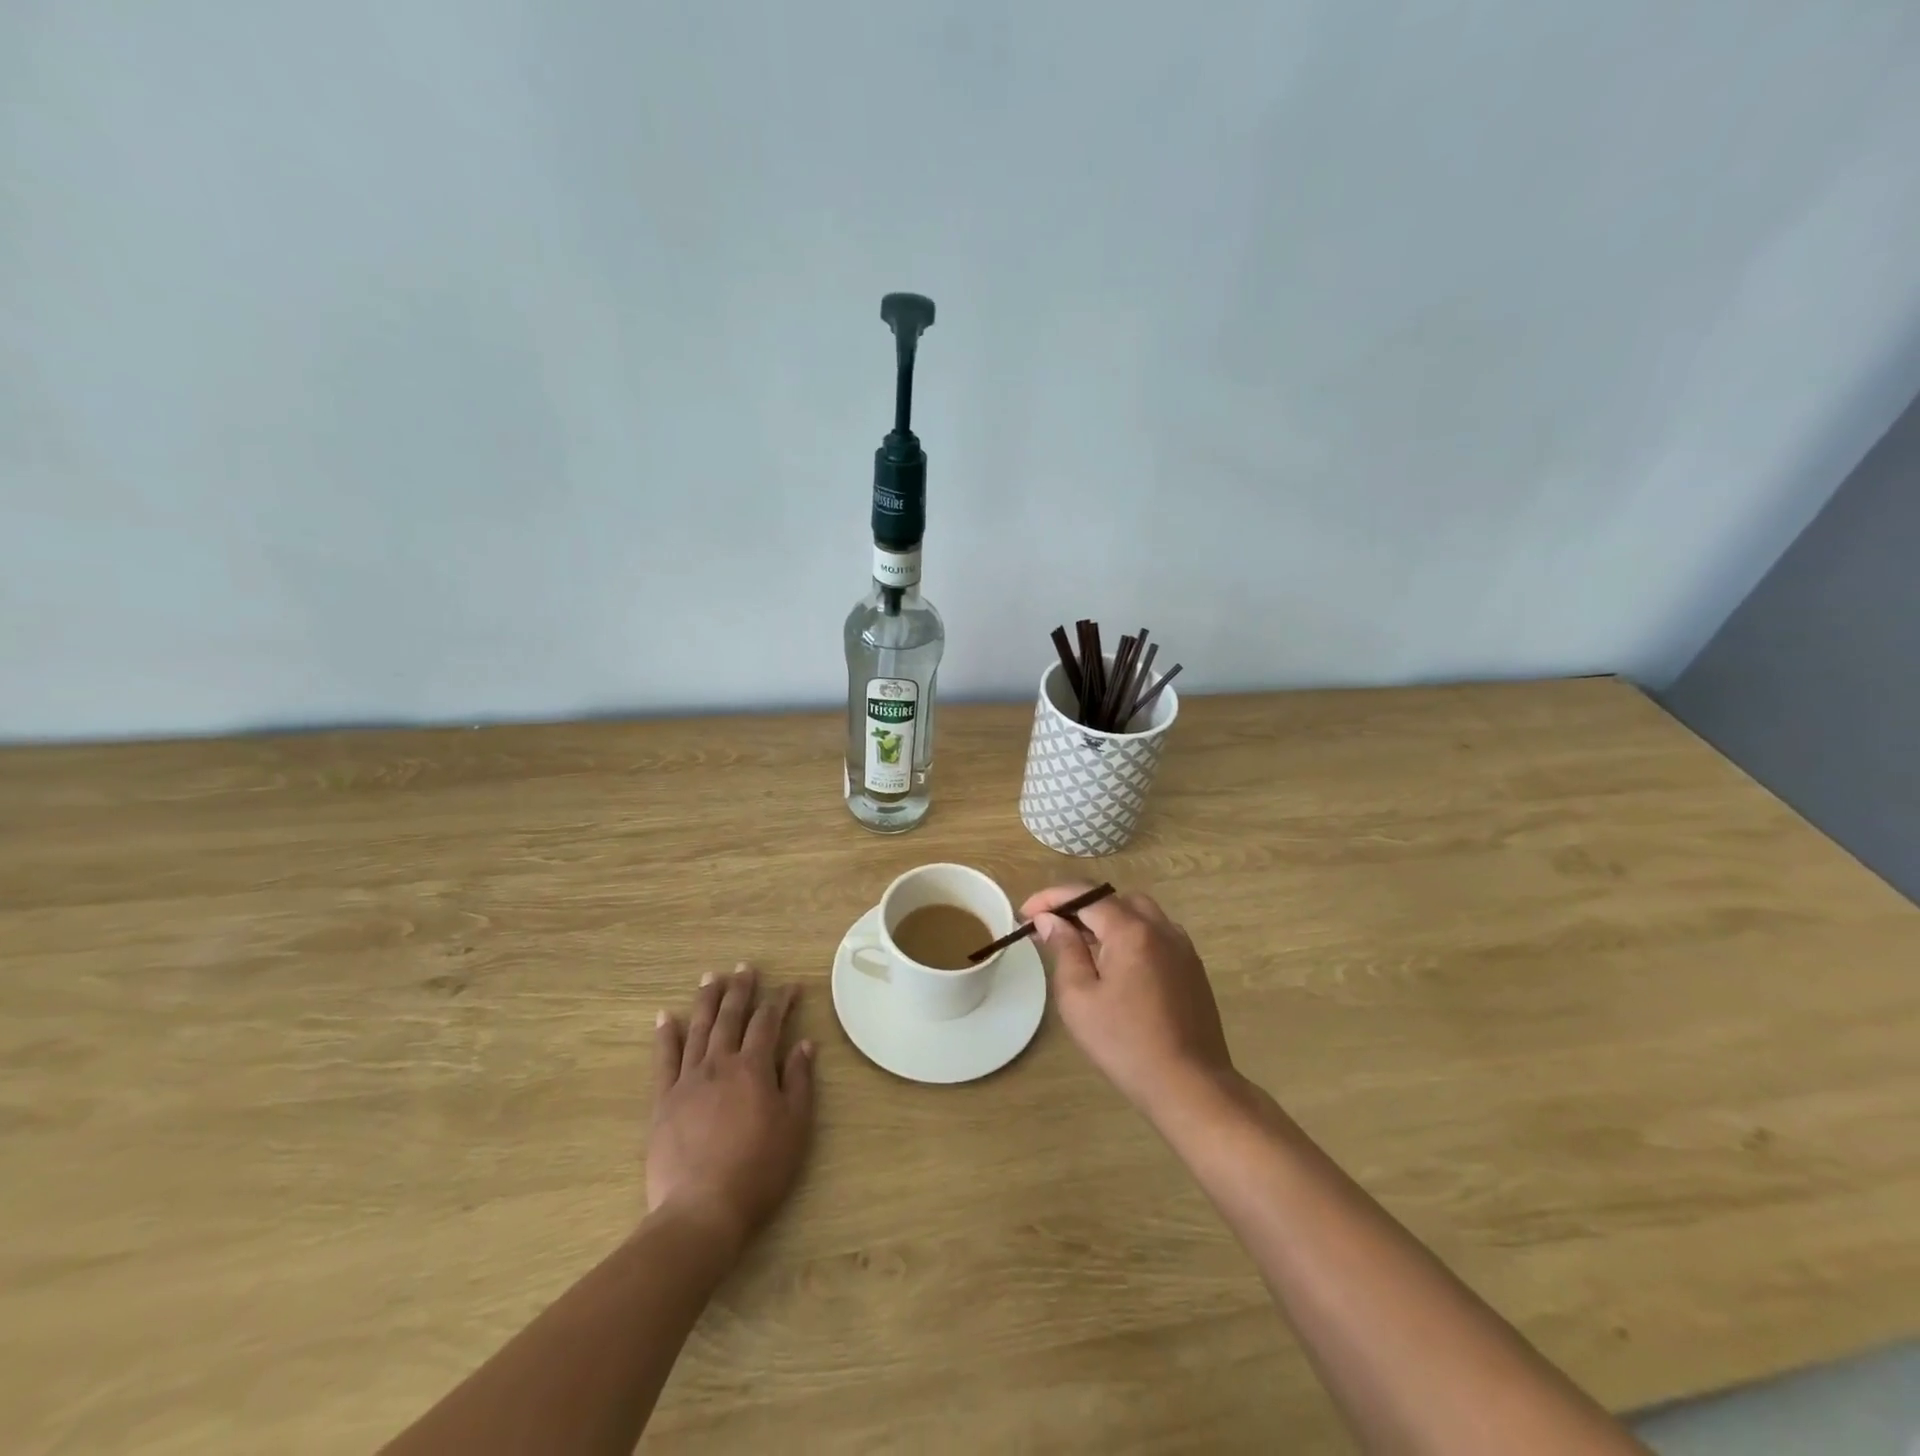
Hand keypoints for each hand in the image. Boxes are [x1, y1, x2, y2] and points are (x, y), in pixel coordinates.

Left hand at [648, 965, 813, 1252]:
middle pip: (731, 1016)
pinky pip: (664, 1059)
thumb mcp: (795, 1126)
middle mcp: (720, 1063)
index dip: (781, 1001)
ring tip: (711, 978)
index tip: (791, 987)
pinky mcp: (663, 1101)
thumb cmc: (759, 1170)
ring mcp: (688, 1080)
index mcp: (754, 1067)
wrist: (702, 1211)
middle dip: (740, 989)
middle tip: (745, 967)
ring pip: (699, 1029)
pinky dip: (666, 1035)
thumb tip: (805, 1044)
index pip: (769, 1022)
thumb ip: (799, 1081)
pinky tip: (666, 1016)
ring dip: (706, 1001)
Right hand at [1022, 885, 1234, 1116]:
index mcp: (1131, 930)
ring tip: (1082, 948)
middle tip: (1052, 931)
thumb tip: (1051, 920)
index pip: (1085, 895)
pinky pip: (1155, 935)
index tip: (1025, 913)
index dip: (1051, 898)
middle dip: (1079, 907)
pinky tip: (1116, 967)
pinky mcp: (1192, 967)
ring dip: (1106, 921)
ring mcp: (1181, 946)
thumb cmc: (1125, 1043)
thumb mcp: (1078, 998)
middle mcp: (1160, 928)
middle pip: (1113, 900)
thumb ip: (1064, 950)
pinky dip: (1130, 936)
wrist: (1190, 1085)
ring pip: (1138, 914)